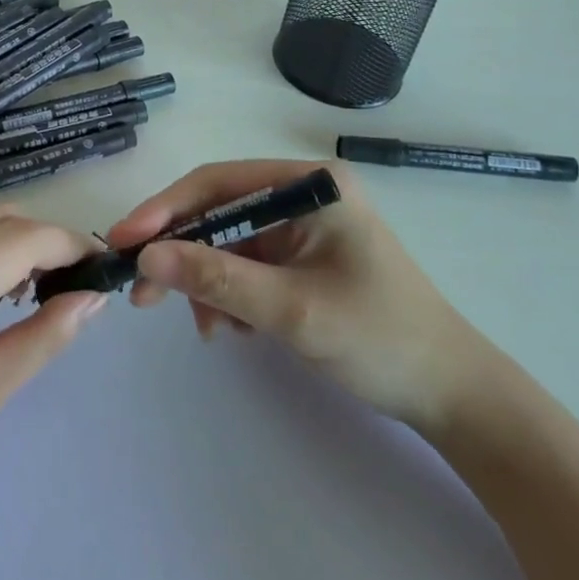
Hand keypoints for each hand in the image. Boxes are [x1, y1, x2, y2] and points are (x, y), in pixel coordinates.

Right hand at [110, 160, 490, 433]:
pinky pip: (246, 266)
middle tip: (141, 293)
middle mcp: (303, 195)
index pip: (219, 182)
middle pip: (220, 211)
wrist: (452, 397)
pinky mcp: (302, 259)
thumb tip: (147, 256)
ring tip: (205, 327)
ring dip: (206, 282)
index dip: (167, 208)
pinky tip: (232, 328)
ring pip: (228, 243)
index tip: (125, 239)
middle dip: (182, 252)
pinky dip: (229, 294)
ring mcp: (302, 228)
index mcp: (310, 184)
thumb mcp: (291, 310)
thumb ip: (217, 279)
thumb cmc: (380, 339)